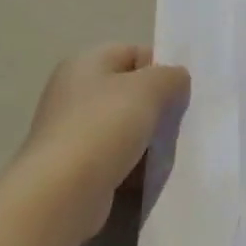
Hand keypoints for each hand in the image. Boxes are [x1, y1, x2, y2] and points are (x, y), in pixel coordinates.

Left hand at [13, 44, 189, 243]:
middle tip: (178, 121)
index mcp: (85, 63)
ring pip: (125, 126)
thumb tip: (175, 79)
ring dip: (148, 138)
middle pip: (130, 91)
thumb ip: (170, 76)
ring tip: (166, 150)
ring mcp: (72, 130)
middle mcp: (73, 92)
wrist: (63, 192)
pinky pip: (115, 156)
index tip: (182, 91)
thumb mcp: (149, 88)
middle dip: (157, 105)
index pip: (134, 53)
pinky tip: (148, 173)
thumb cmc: (105, 126)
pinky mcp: (75, 165)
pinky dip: (134, 163)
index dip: (161, 67)